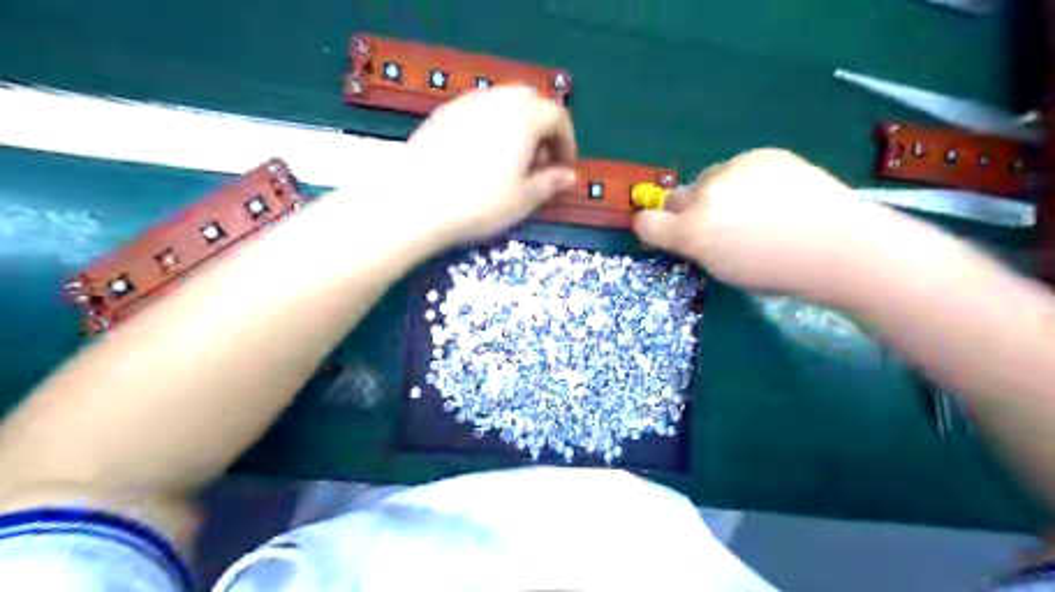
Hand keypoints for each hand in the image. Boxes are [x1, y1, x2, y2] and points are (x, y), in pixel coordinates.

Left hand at [403, 85, 575, 245]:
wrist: (417, 204)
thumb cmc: (479, 204)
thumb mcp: (523, 199)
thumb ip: (550, 182)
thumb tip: (569, 175)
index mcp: (524, 117)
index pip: (557, 115)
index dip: (566, 141)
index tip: (563, 167)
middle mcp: (496, 100)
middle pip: (530, 99)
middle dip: (541, 126)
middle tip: (538, 160)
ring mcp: (465, 103)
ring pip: (501, 101)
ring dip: (515, 123)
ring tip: (510, 158)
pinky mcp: (441, 114)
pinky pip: (476, 109)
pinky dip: (489, 124)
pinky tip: (480, 154)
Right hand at [634, 149, 875, 295]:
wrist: (838, 245)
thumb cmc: (777, 271)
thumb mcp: (723, 270)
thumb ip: (694, 247)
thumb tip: (683, 231)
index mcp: (693, 231)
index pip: (647, 222)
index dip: (652, 228)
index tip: (666, 234)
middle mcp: (704, 195)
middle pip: (678, 198)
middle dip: (689, 211)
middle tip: (720, 226)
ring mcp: (733, 169)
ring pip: (709, 180)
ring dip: (718, 192)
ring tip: (755, 208)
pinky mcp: (761, 154)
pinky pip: (739, 167)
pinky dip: (745, 179)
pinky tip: (773, 194)